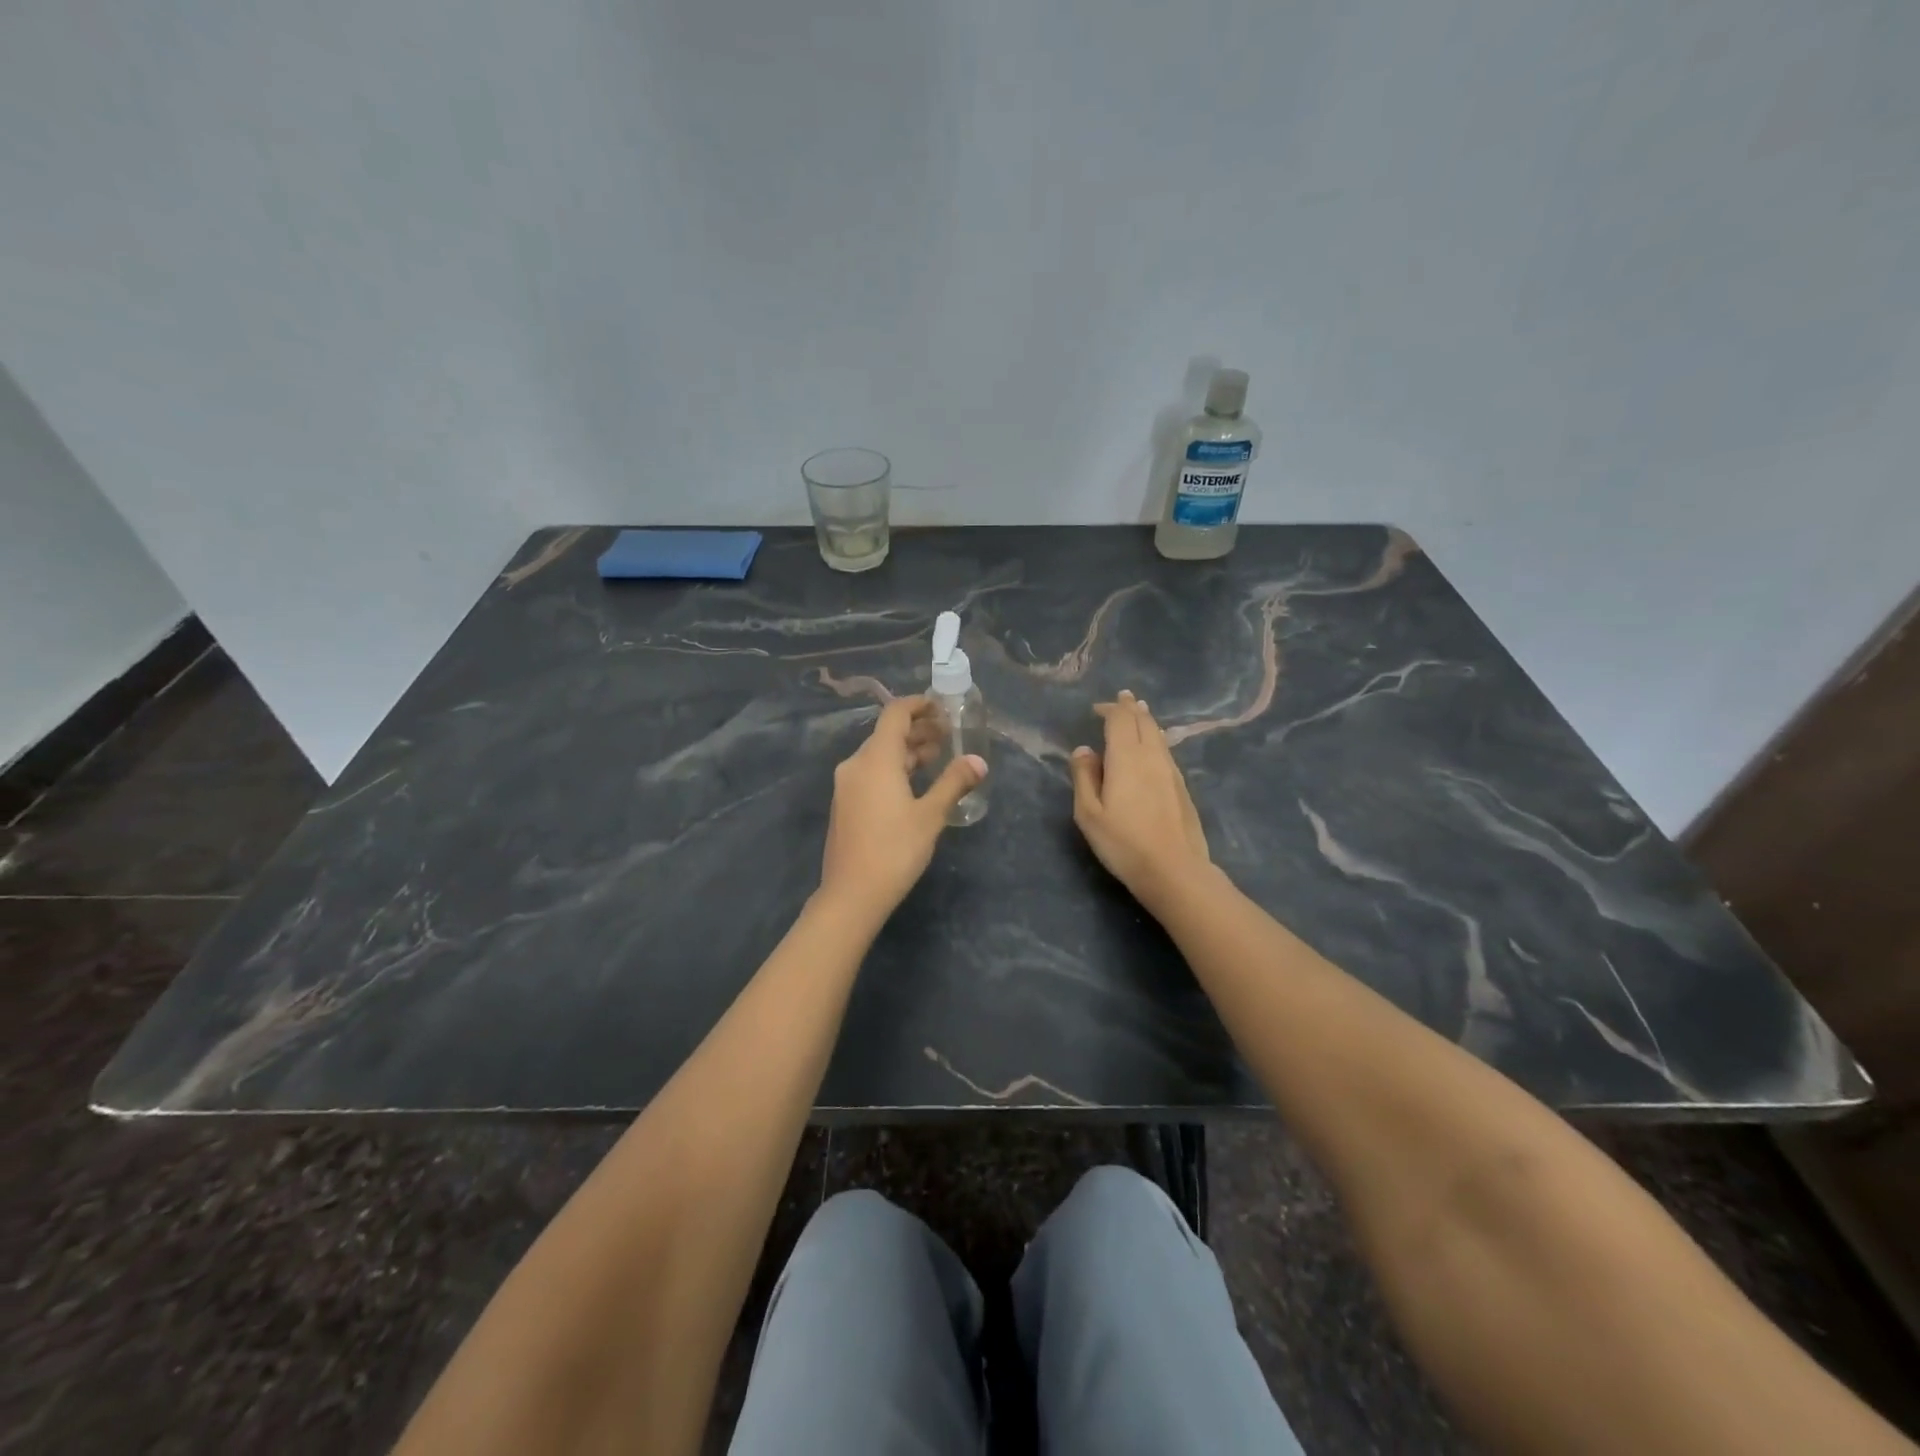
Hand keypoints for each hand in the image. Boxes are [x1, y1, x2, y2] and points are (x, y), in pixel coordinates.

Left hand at [817, 696, 987, 922]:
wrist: (851, 894)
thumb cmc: (894, 850)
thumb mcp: (931, 815)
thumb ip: (954, 783)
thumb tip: (979, 761)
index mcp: (875, 759)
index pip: (895, 714)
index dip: (919, 705)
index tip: (943, 708)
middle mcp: (856, 765)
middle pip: (887, 734)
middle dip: (918, 730)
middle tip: (949, 736)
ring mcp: (846, 785)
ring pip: (879, 756)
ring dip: (907, 751)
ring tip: (938, 758)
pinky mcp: (845, 804)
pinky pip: (871, 773)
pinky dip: (894, 769)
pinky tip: (914, 784)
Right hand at [1070, 690, 1212, 912]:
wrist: (1174, 870)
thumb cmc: (1123, 843)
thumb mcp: (1089, 813)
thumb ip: (1084, 777)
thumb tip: (1084, 750)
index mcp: (1126, 757)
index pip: (1120, 720)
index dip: (1110, 709)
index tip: (1098, 708)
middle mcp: (1151, 756)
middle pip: (1143, 722)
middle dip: (1131, 708)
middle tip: (1124, 698)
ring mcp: (1171, 771)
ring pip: (1158, 735)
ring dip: (1146, 721)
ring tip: (1139, 713)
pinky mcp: (1182, 787)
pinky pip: (1166, 750)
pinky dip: (1156, 739)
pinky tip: (1154, 746)